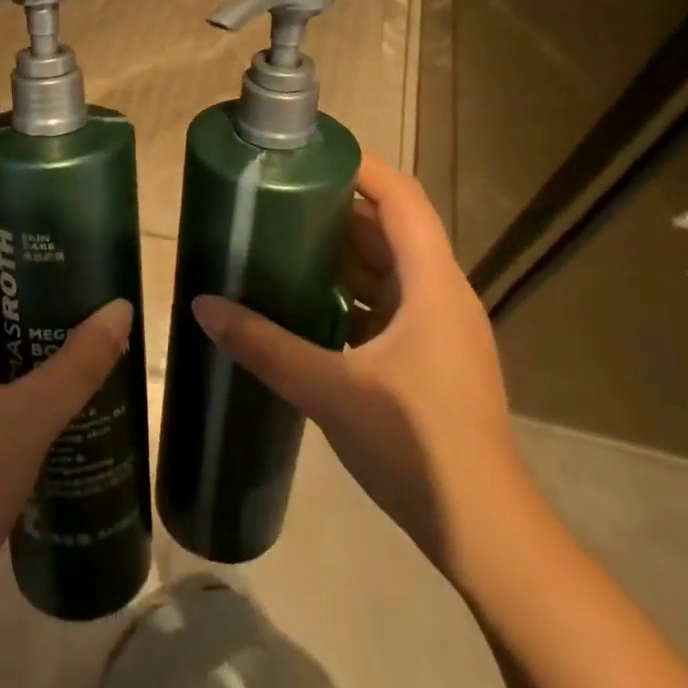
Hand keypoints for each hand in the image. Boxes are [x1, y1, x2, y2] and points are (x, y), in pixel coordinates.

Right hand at [192, 154, 523, 579]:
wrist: (484, 530)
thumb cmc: (416, 444)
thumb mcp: (330, 390)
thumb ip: (264, 345)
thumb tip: (203, 305)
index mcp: (432, 283)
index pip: (400, 197)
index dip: (359, 167)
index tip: (305, 156)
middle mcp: (441, 293)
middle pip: (390, 228)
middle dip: (335, 209)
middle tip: (275, 199)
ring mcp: (438, 327)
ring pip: (388, 267)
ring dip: (340, 253)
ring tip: (280, 241)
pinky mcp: (430, 357)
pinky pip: (386, 303)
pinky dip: (348, 293)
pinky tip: (305, 303)